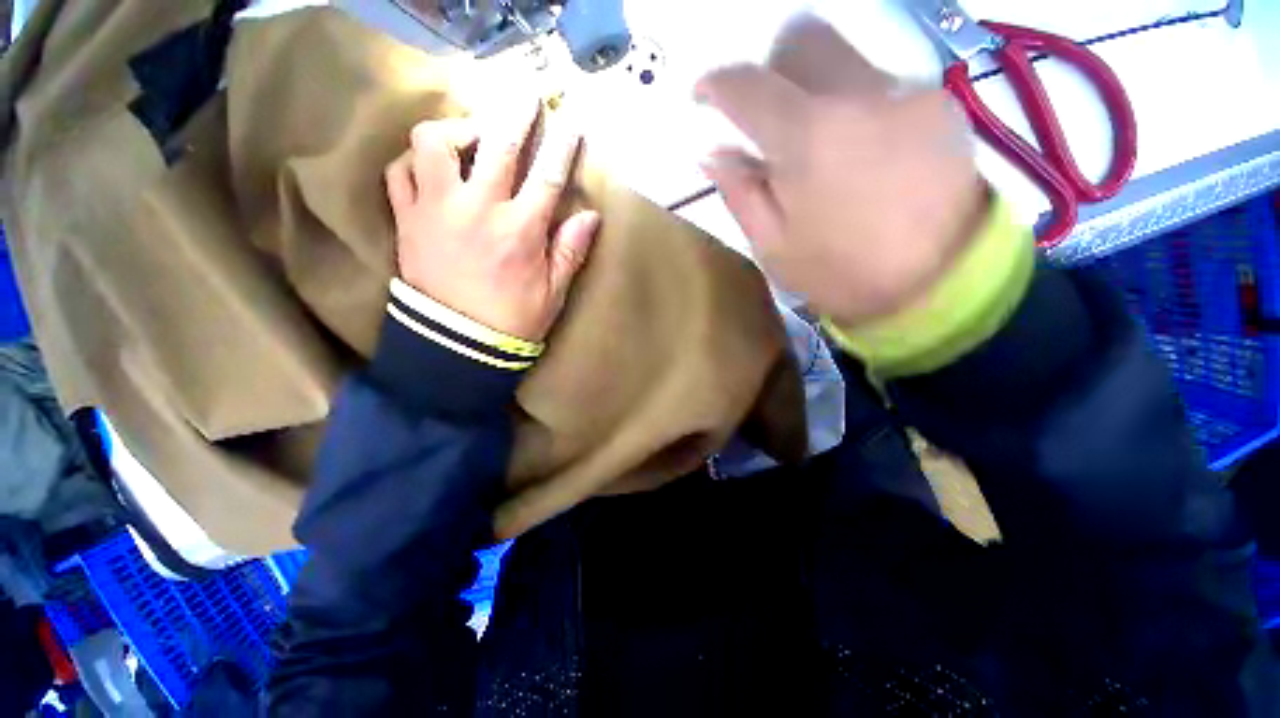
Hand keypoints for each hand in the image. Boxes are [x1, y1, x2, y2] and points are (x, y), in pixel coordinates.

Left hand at [385, 102, 600, 341]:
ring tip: (472, 135)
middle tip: (524, 97)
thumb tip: (590, 216)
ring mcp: (436, 210)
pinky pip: (400, 172)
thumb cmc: (513, 321)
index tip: (571, 121)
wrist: (457, 345)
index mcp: (520, 231)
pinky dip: (415, 160)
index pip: (547, 176)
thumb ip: (570, 251)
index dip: (562, 145)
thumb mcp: (553, 293)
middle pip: (497, 145)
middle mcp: (478, 210)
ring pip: (434, 143)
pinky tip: (432, 165)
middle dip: (515, 114)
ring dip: (456, 129)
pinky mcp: (407, 220)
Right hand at [697, 17, 986, 326]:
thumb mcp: (773, 246)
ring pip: (842, 57)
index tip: (703, 96)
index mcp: (806, 138)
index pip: (747, 84)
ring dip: (813, 89)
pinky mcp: (937, 103)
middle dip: (770, 70)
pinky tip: (859, 152)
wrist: (940, 284)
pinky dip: (852, 104)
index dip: (715, 84)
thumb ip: (740, 193)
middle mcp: (857, 95)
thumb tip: (713, 154)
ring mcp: (904, 92)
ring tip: (817, 147)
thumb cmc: (842, 274)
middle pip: (801, 39)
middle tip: (765, 117)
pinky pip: (879, 82)